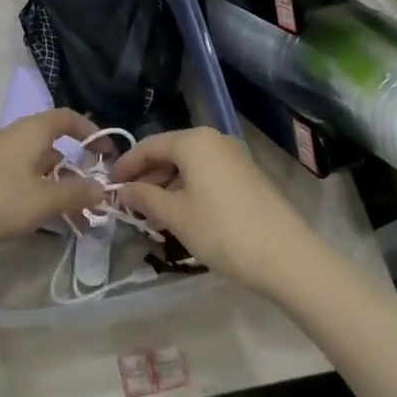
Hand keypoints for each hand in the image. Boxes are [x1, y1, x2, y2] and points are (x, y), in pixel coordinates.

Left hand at [0, 109, 106, 253]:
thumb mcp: (42, 200)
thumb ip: (75, 193)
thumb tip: (101, 187)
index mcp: (32, 131)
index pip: (67, 117)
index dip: (90, 130)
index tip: (106, 152)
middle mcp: (15, 136)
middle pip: (53, 145)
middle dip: (76, 170)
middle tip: (93, 196)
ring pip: (37, 165)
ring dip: (57, 187)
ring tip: (75, 220)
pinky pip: (21, 177)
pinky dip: (37, 192)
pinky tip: (43, 219)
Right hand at [112, 127, 319, 293]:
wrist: (287, 256)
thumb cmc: (222, 230)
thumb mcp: (175, 216)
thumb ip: (144, 198)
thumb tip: (123, 189)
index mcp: (193, 141)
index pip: (149, 145)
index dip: (126, 165)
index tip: (109, 185)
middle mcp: (214, 140)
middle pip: (170, 152)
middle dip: (148, 177)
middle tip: (130, 203)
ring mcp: (234, 156)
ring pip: (189, 165)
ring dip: (168, 186)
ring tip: (154, 215)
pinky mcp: (248, 175)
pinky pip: (208, 174)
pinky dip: (189, 189)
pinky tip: (183, 214)